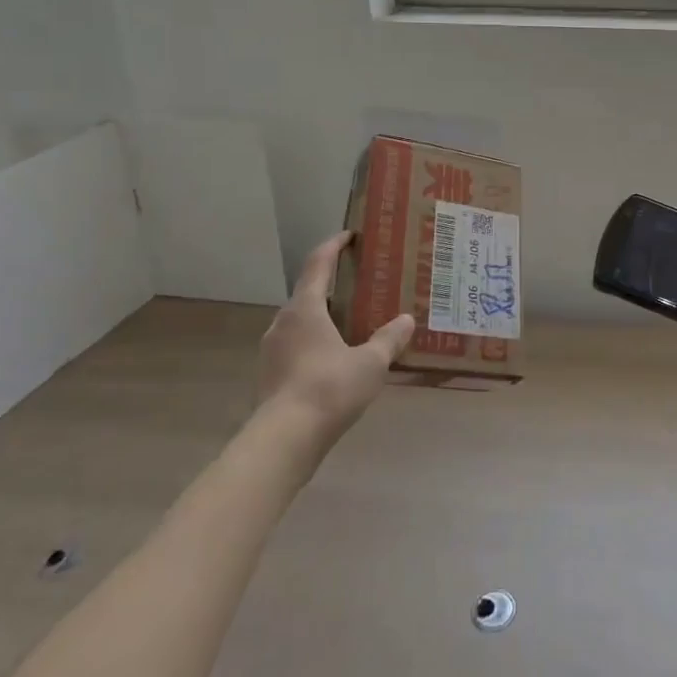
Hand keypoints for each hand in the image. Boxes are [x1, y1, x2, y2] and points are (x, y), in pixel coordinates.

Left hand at [254, 232, 413, 440]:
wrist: (284, 440)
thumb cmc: (329, 388)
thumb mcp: (371, 363)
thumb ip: (389, 339)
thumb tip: (407, 320)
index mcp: (305, 308)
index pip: (317, 264)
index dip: (333, 246)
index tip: (349, 236)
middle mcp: (282, 322)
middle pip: (308, 293)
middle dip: (332, 286)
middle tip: (360, 286)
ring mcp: (272, 350)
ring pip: (300, 322)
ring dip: (323, 317)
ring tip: (351, 324)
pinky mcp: (269, 376)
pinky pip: (295, 347)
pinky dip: (315, 343)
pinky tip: (335, 360)